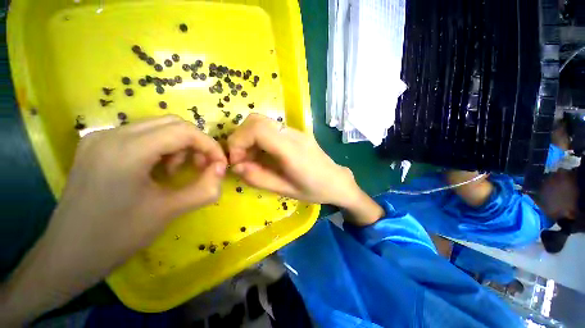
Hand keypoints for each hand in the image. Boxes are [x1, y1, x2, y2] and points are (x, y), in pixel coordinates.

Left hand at [0, 115, 226, 325]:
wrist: (69, 255)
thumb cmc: (117, 236)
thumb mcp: (169, 211)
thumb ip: (205, 188)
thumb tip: (222, 169)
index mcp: (126, 150)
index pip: (184, 131)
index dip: (210, 145)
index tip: (220, 164)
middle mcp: (111, 135)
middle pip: (172, 123)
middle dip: (196, 144)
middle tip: (203, 167)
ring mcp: (100, 138)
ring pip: (157, 127)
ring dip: (179, 146)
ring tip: (178, 171)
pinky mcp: (97, 146)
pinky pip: (140, 136)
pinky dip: (161, 148)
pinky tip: (157, 170)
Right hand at [227, 114, 383, 224]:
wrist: (337, 181)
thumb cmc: (314, 190)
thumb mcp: (286, 191)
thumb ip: (259, 178)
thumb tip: (236, 167)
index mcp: (291, 150)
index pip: (257, 129)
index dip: (238, 141)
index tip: (236, 161)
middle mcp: (292, 134)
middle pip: (256, 120)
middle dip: (240, 138)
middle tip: (241, 160)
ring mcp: (295, 131)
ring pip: (261, 121)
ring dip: (248, 137)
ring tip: (250, 159)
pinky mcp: (295, 133)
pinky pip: (270, 128)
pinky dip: (258, 138)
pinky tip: (262, 155)